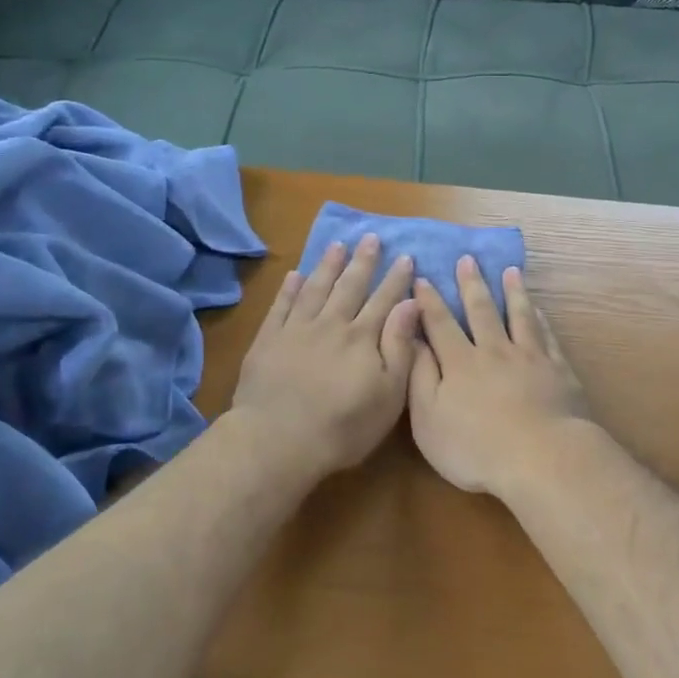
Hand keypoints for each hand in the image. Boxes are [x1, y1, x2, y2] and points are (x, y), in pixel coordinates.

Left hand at [231, 236, 419, 479]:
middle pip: (349, 286)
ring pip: (315, 289)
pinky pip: (280, 306)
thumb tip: (411, 303)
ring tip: (337, 245)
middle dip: (363, 261)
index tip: (405, 257)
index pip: (383, 300)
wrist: (279, 440)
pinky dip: (288, 289)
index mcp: (362, 338)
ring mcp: (296, 330)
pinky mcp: (268, 341)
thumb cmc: (343, 426)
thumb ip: (400, 346)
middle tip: (370, 237)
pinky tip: (294, 274)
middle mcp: (331, 325)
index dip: (395, 279)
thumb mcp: (388, 394)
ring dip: (327, 266)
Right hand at [408, 258, 589, 496]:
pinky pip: (547, 336)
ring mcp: (530, 358)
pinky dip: (541, 319)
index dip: (429, 301)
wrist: (542, 458)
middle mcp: (494, 351)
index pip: (440, 324)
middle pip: (481, 311)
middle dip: (471, 284)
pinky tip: (539, 310)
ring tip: (510, 271)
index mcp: (460, 363)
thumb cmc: (476, 447)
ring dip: (512, 291)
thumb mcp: (429, 419)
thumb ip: (419, 377)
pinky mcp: (558, 370)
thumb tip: (412, 340)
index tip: (422, 277)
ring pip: (519, 316)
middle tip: (468, 259)